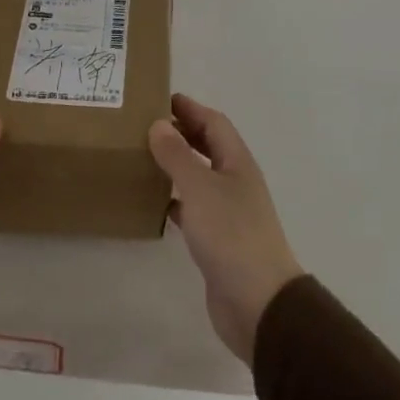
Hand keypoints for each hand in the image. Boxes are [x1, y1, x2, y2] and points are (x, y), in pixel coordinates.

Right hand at [149, 94, 303, 365]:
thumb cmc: (231, 235)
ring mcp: (227, 212)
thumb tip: (159, 124)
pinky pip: (192, 209)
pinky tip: (153, 203)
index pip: (214, 123)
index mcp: (237, 163)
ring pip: (198, 178)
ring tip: (141, 157)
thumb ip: (177, 155)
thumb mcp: (200, 188)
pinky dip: (174, 200)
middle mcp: (235, 182)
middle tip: (143, 125)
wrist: (257, 301)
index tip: (158, 98)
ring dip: (175, 165)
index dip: (189, 108)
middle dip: (181, 133)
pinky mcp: (217, 240)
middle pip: (208, 147)